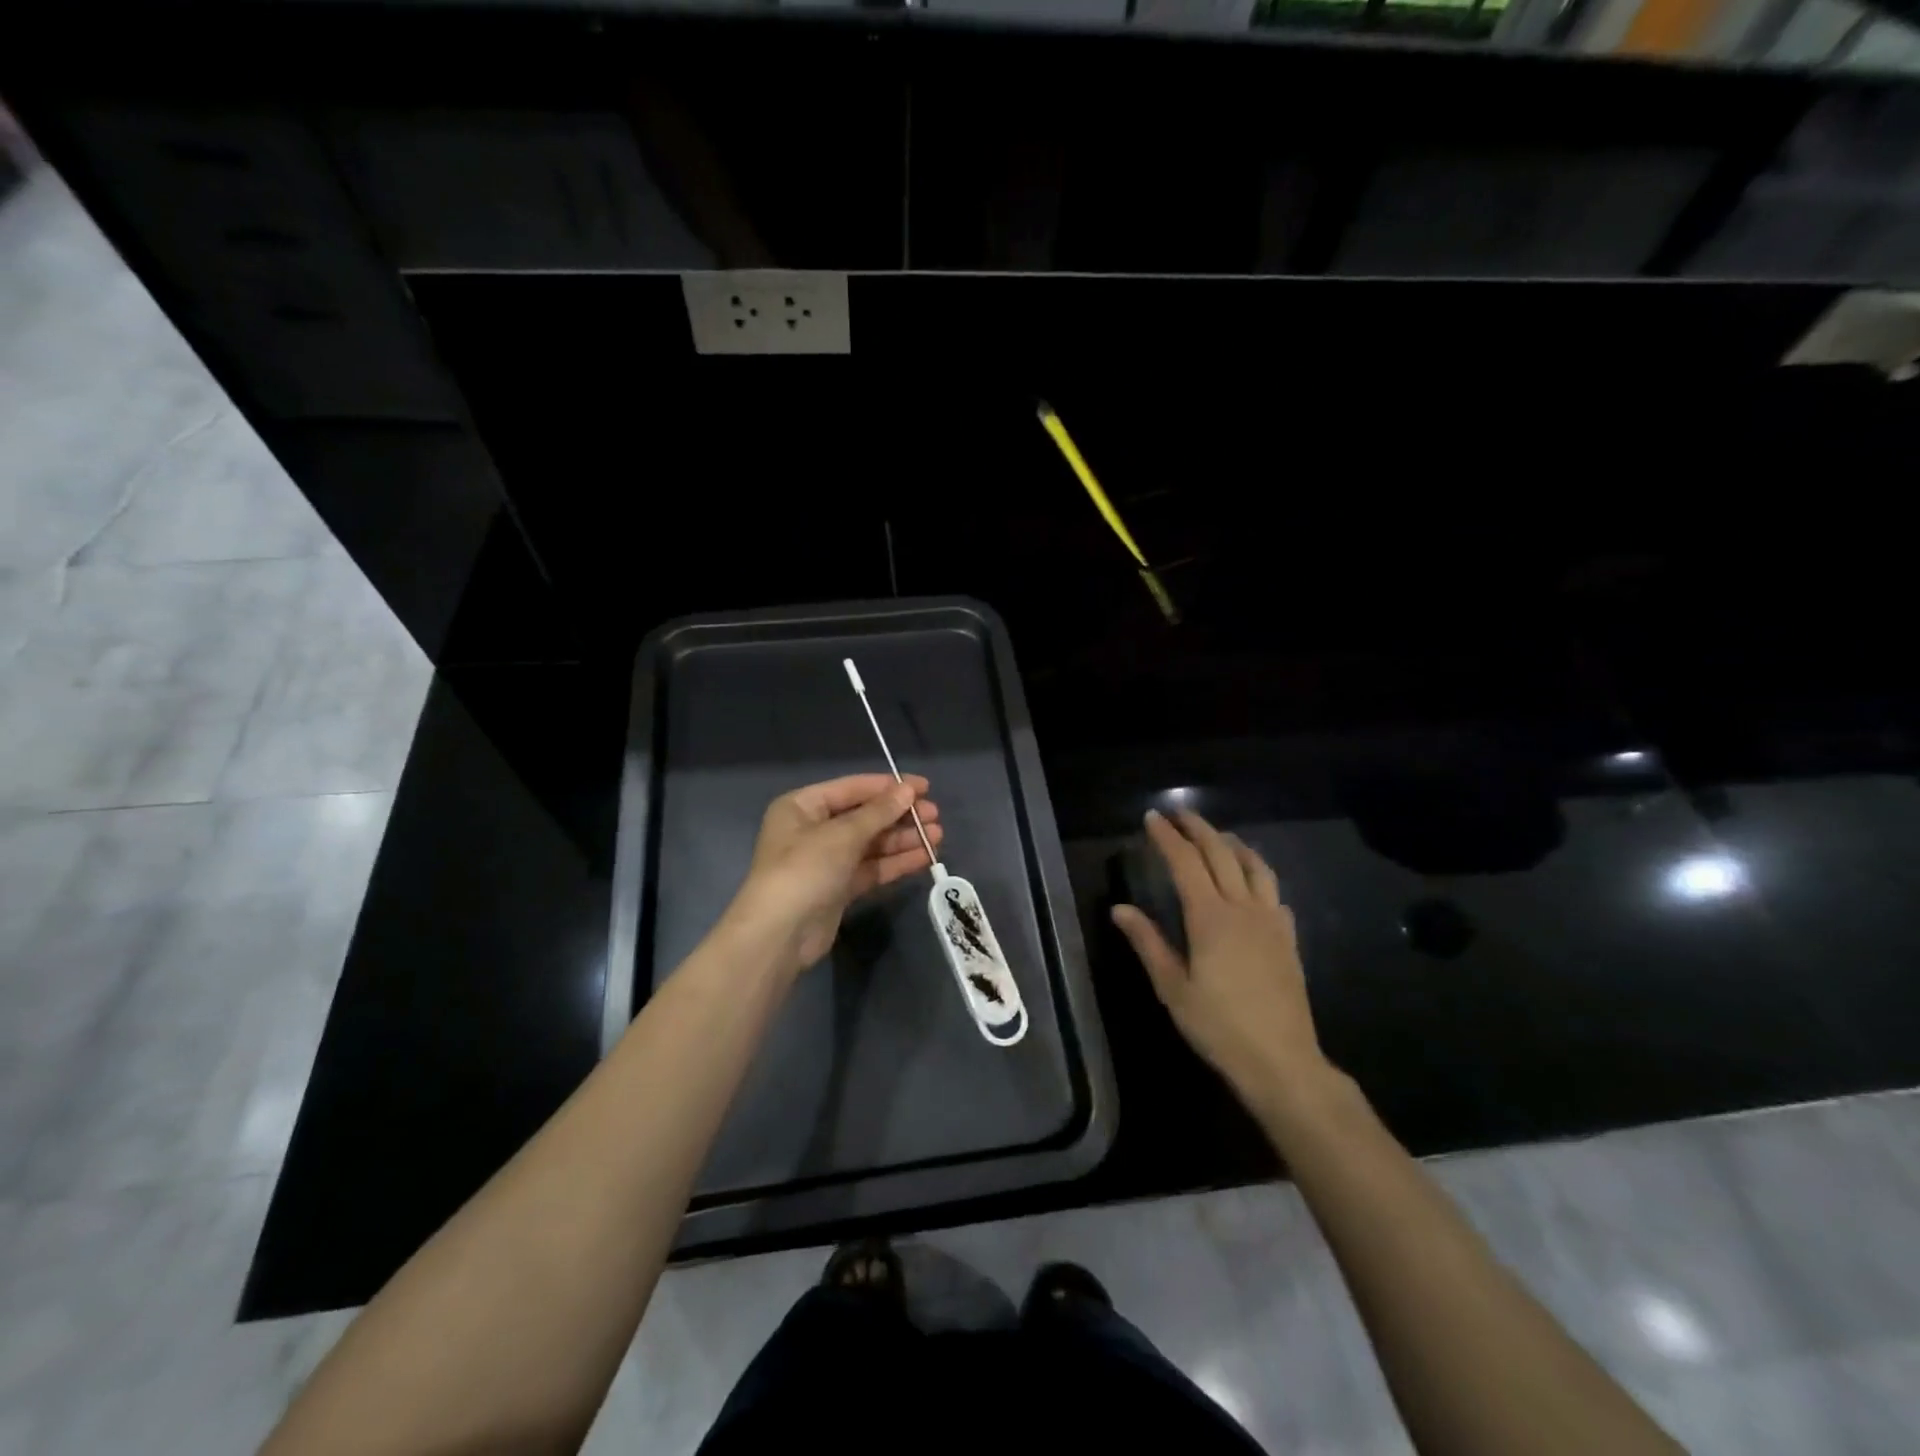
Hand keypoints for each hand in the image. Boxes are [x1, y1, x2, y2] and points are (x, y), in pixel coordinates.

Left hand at [721, 774, 942, 981]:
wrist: (779, 935)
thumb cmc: (804, 870)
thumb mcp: (842, 835)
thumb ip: (878, 812)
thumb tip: (908, 790)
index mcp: (802, 806)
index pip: (852, 788)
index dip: (889, 786)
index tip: (925, 787)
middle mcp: (812, 829)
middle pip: (864, 816)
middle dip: (899, 815)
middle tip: (934, 815)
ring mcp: (826, 860)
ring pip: (871, 843)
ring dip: (902, 839)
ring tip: (937, 836)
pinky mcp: (838, 888)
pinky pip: (871, 868)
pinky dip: (895, 862)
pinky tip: (924, 858)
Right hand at [1111, 809, 1328, 1108]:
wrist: (1282, 1061)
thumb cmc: (1219, 1026)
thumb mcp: (1172, 988)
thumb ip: (1147, 943)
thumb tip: (1120, 909)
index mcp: (1210, 917)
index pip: (1185, 863)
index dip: (1168, 838)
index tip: (1152, 818)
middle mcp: (1243, 909)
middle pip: (1221, 854)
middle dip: (1198, 829)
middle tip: (1180, 814)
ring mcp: (1271, 922)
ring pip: (1255, 867)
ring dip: (1233, 844)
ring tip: (1217, 837)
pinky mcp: (1288, 939)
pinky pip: (1274, 893)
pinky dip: (1259, 875)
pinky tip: (1252, 884)